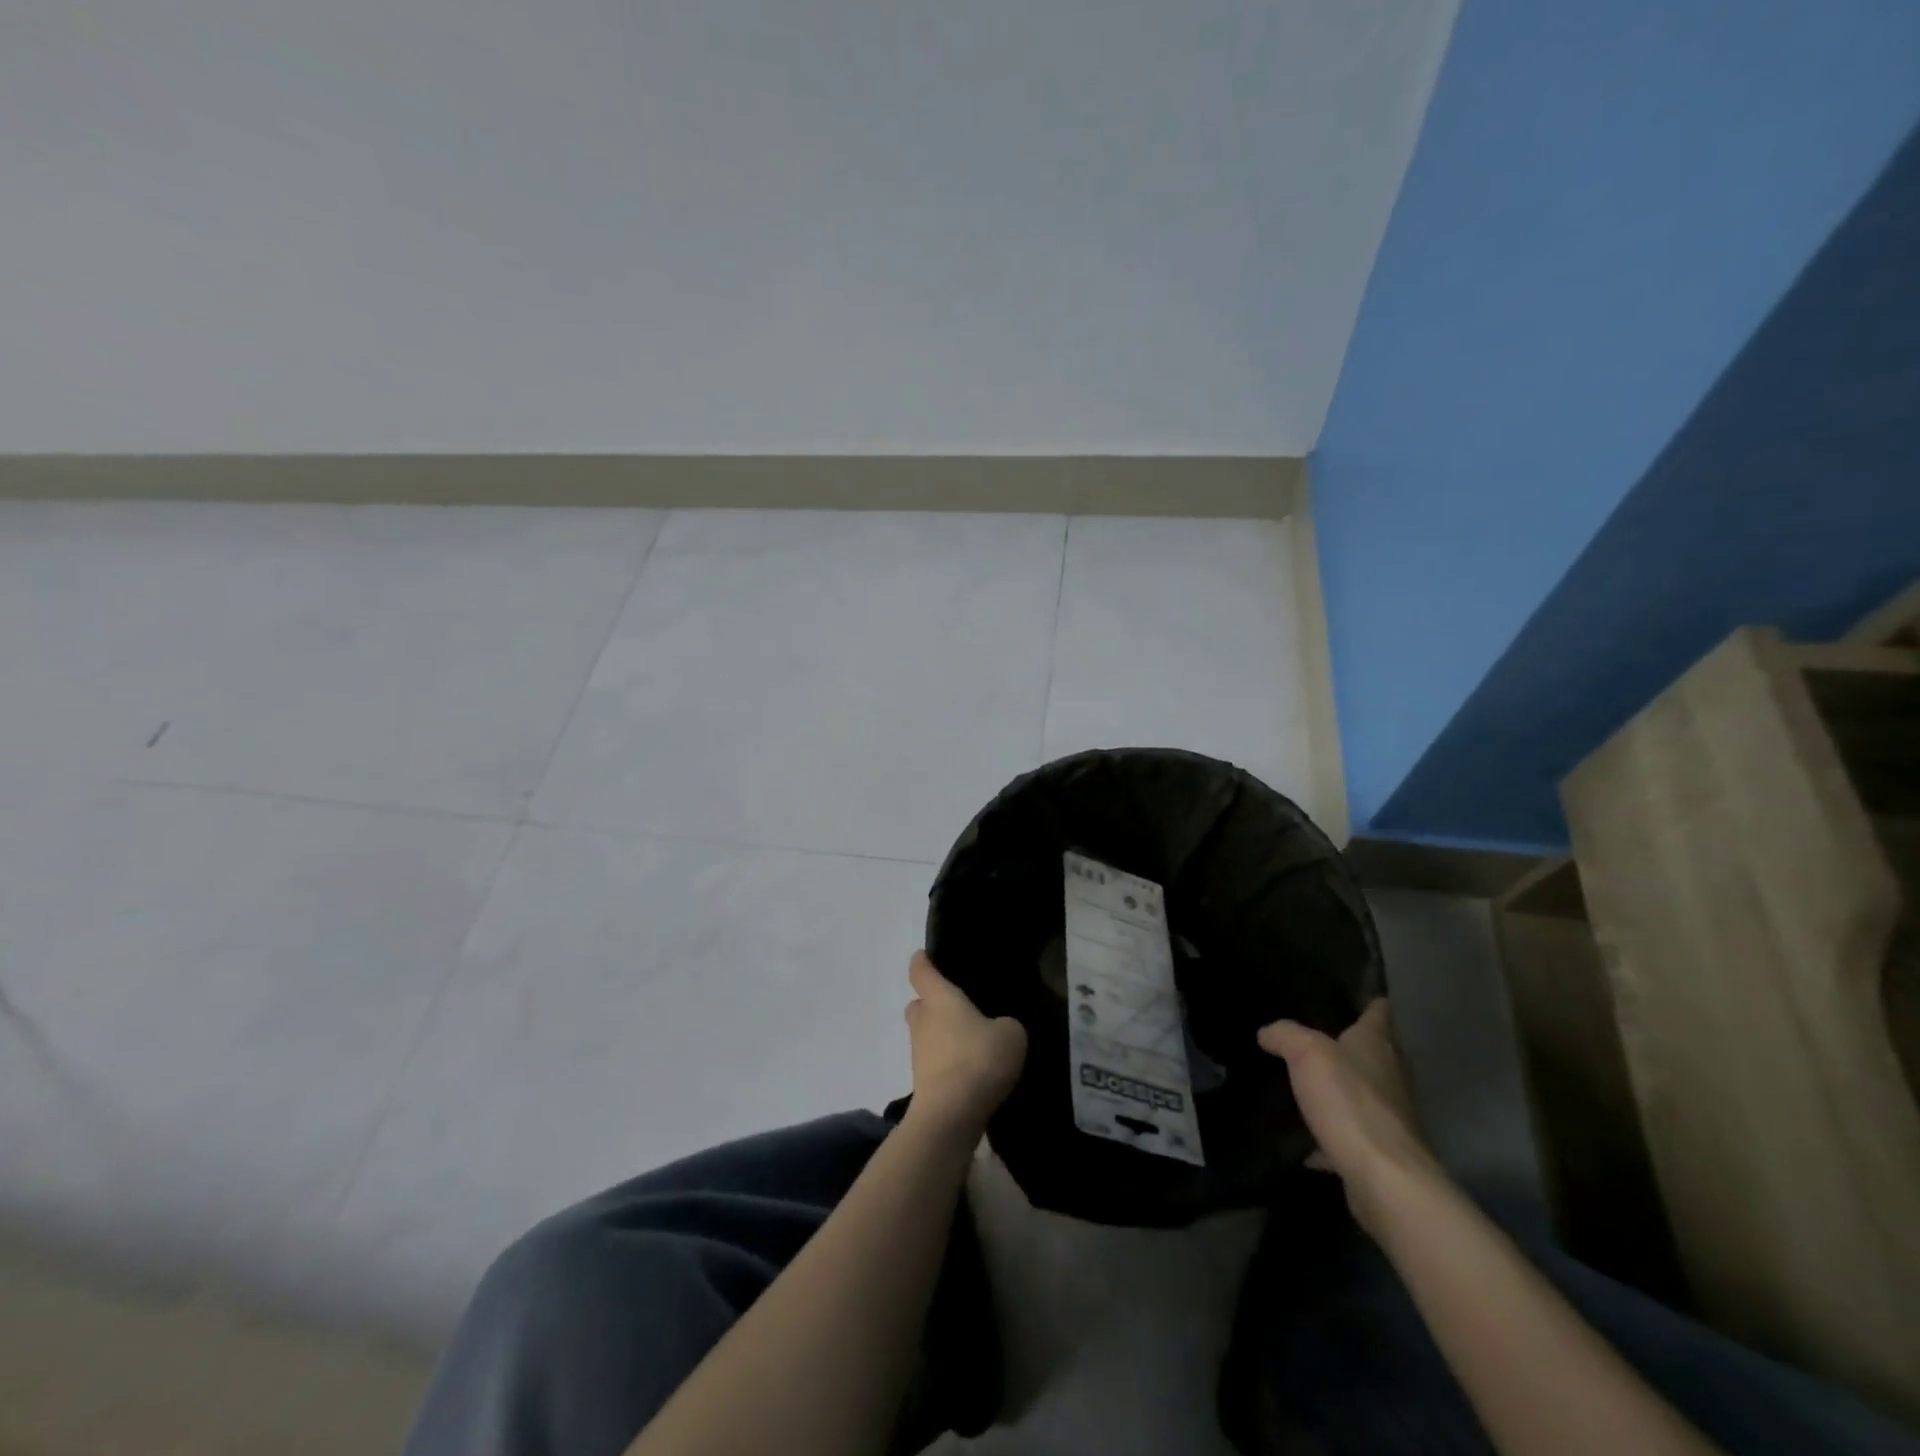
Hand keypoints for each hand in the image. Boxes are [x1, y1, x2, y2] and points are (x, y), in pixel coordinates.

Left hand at [903, 951, 1027, 1137]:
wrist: (950, 1115)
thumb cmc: (978, 1059)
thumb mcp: (1010, 1034)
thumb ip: (1005, 1025)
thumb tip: (998, 1029)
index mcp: (940, 998)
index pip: (921, 970)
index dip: (923, 961)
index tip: (927, 956)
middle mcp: (923, 1020)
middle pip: (919, 1004)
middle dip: (932, 1004)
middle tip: (958, 1008)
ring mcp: (918, 1053)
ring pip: (925, 1035)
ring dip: (941, 1037)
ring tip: (972, 1044)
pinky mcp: (922, 1083)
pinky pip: (934, 1063)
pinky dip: (947, 1064)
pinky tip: (972, 1073)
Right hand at [1258, 998, 1443, 1234]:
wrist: (1386, 1181)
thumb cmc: (1351, 1103)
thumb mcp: (1307, 1053)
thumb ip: (1285, 1035)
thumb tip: (1268, 1033)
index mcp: (1378, 1044)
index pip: (1378, 1010)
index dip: (1367, 999)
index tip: (1350, 992)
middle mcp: (1391, 1075)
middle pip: (1373, 1052)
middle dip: (1348, 1044)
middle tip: (1309, 1035)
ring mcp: (1390, 1117)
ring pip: (1362, 1094)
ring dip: (1340, 1090)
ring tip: (1302, 1083)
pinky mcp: (1381, 1153)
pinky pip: (1351, 1135)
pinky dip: (1331, 1135)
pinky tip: (1305, 1140)